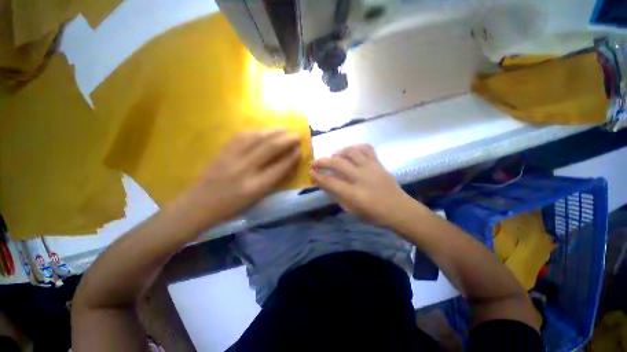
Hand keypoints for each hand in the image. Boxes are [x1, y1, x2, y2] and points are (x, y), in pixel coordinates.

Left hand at [181, 130, 301, 228]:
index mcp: (255, 187)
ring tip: (284, 129)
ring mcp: (231, 158)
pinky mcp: (222, 151)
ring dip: (273, 130)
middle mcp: (244, 170)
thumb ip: (273, 180)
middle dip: (287, 139)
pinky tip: (264, 130)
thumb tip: (287, 162)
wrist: (199, 204)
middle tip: (297, 135)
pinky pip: (242, 135)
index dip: (292, 157)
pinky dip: (257, 131)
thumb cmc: (232, 207)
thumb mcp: (256, 198)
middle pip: (269, 148)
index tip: (300, 150)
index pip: (279, 167)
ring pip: (256, 137)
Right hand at [311, 144, 424, 228]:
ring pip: (350, 152)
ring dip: (337, 152)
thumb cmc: (373, 214)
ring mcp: (370, 167)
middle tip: (314, 162)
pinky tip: (350, 152)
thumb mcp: (351, 210)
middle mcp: (361, 177)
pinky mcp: (378, 163)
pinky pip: (366, 148)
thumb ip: (337, 195)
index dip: (317, 176)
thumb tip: (325, 183)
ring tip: (333, 157)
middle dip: (321, 161)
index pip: (330, 182)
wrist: (398, 209)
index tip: (310, 172)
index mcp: (354, 194)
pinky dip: (355, 148)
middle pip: (337, 163)